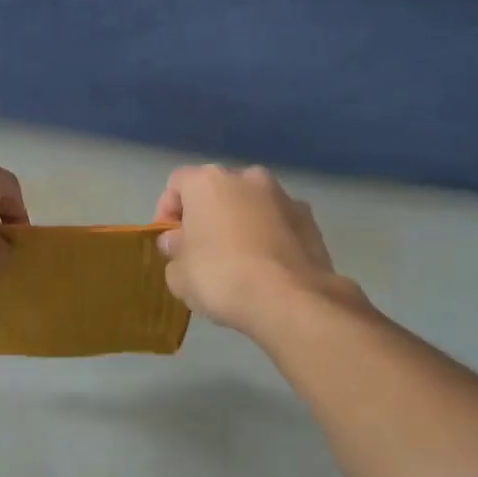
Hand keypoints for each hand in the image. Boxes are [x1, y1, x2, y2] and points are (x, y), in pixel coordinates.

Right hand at [154, 165, 350, 333]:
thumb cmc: (221, 278)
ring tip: (239, 262)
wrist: (290, 299)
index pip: (177, 184)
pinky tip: (268, 268)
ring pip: (252, 205)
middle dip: (208, 216)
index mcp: (208, 181)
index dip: (168, 212)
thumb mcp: (179, 274)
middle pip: (218, 191)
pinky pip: (279, 223)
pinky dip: (271, 237)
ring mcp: (283, 196)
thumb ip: (173, 251)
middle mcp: (247, 177)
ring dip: (242, 224)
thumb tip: (177, 242)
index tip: (169, 242)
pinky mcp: (310, 219)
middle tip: (202, 251)